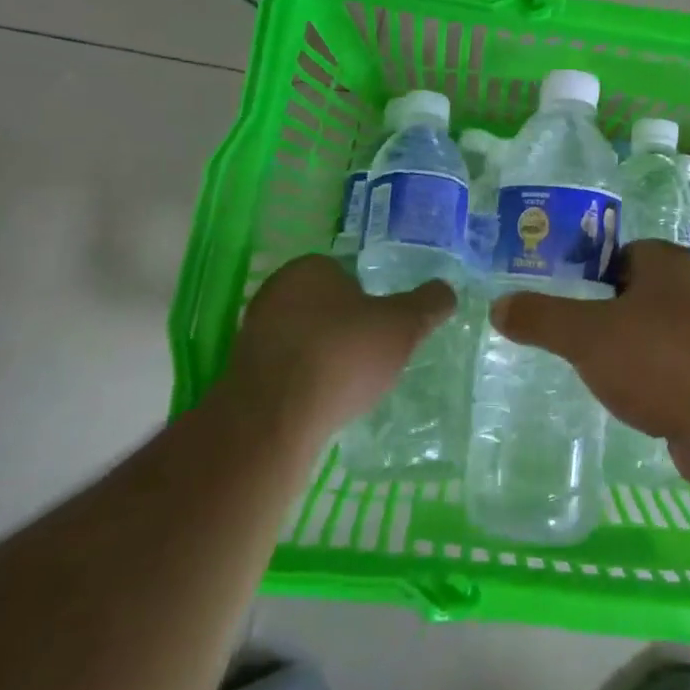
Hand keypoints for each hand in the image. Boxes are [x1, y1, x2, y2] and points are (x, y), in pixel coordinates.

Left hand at [214, 255, 456, 444]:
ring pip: (304, 337)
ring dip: (325, 355)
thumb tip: (447, 290)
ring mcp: (253, 334)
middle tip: (374, 353)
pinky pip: (286, 369)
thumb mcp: (403, 325)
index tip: (386, 325)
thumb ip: (428, 304)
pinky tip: (323, 401)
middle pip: (324, 305)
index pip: (346, 273)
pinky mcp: (242, 374)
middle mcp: (274, 292)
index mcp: (309, 268)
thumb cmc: (342, 355)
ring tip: (351, 383)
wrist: (274, 420)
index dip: (370, 298)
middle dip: (347, 326)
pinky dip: (305, 381)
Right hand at [489, 241, 689, 490]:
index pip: (618, 253)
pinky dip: (648, 378)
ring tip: (591, 370)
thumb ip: (541, 317)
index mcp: (667, 262)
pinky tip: (628, 398)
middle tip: (567, 336)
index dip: (586, 272)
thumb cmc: (659, 359)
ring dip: (626, 348)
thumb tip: (498, 306)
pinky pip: (669, 366)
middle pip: (633, 292)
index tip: (560, 298)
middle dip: (602, 313)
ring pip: (652, 332)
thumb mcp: (586, 335)